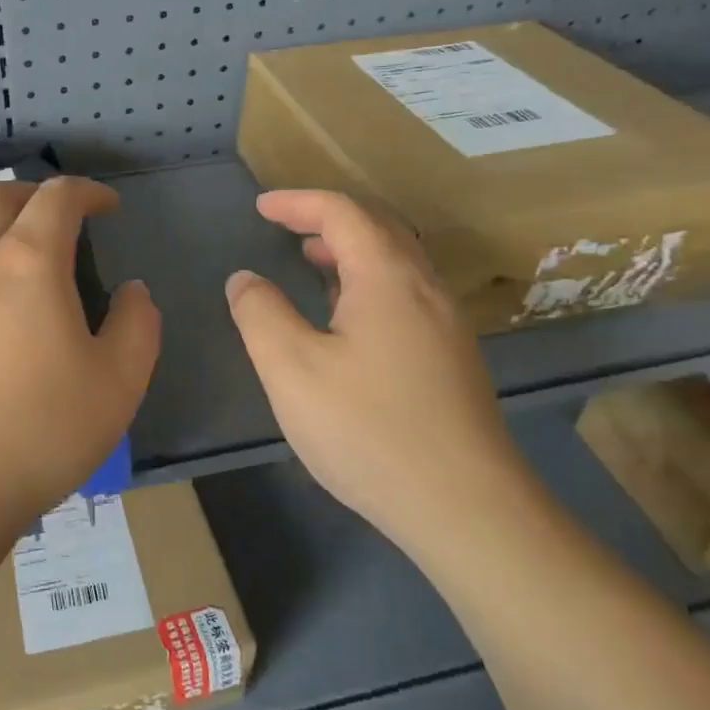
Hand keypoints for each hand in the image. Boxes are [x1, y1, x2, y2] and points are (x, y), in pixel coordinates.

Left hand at [0, 177, 160, 551]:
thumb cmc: (38, 434)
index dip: (88, 192)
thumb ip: (137, 325)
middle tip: (56, 217)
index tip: (108, 207)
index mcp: (29, 262)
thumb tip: (132, 290)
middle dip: (33, 195)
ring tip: (0, 241)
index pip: (59, 198)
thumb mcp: (118, 384)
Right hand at [224, 190, 532, 548]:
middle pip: (379, 229)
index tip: (261, 207)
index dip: (298, 203)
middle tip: (287, 228)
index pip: (343, 214)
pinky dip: (370, 282)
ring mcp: (447, 325)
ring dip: (352, 251)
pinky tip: (350, 320)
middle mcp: (425, 289)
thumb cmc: (368, 430)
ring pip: (398, 263)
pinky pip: (408, 294)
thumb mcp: (292, 370)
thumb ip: (261, 314)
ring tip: (314, 263)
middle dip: (328, 220)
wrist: (465, 507)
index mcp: (388, 278)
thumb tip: (245, 279)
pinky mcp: (453, 358)